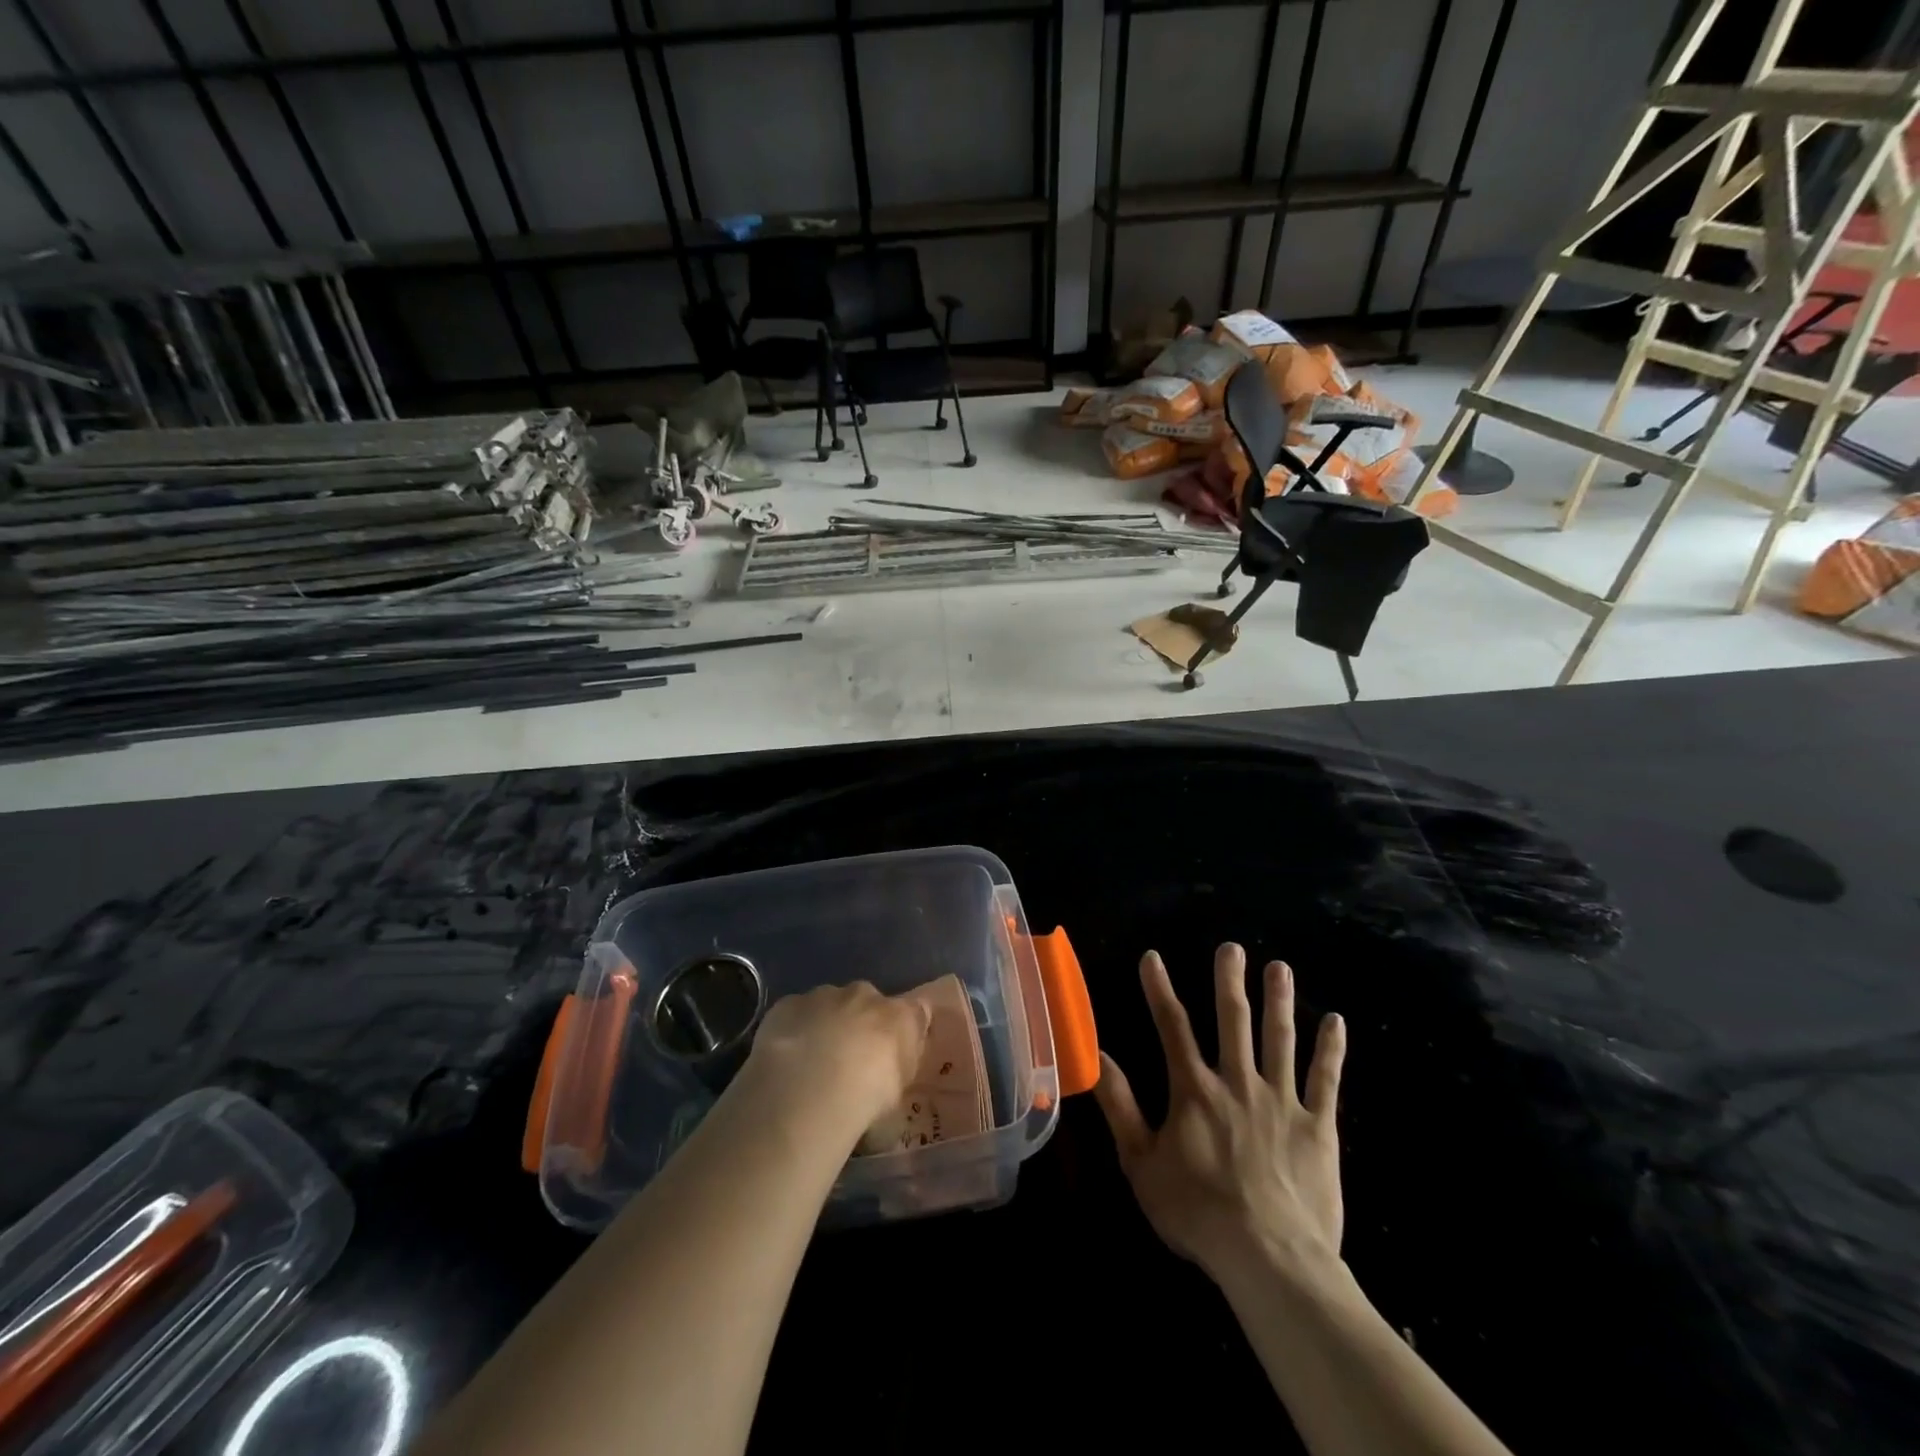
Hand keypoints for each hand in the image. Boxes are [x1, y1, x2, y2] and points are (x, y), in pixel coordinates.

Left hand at [743, 981, 931, 1136]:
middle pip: (867, 1003)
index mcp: (900, 1017)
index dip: (906, 1029)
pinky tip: (785, 1062)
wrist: (811, 1089)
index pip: (916, 1011)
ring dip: (825, 1026)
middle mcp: (865, 996)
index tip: (896, 1051)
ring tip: (811, 1067)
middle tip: (848, 1064)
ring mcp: (824, 995)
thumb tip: (887, 1084)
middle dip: (860, 1026)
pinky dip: (794, 1030)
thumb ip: (894, 1081)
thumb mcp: (895, 1104)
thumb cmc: (866, 1101)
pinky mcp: (789, 1003)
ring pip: (828, 1005)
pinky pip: (795, 1014)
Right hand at [1095, 945, 1346, 1288]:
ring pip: (1280, 1039)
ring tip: (1279, 966)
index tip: (1153, 957)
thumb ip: (1120, 1107)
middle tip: (1231, 948)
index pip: (1172, 1026)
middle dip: (1229, 981)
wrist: (1270, 1258)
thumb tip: (1098, 1056)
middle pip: (1233, 1020)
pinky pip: (1326, 1079)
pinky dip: (1331, 1049)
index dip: (1160, 989)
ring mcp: (1282, 1100)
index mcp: (1194, 1089)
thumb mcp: (1142, 1164)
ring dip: (1279, 1000)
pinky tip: (1336, 1021)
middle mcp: (1238, 1081)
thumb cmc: (1198, 1212)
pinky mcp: (1319, 1125)